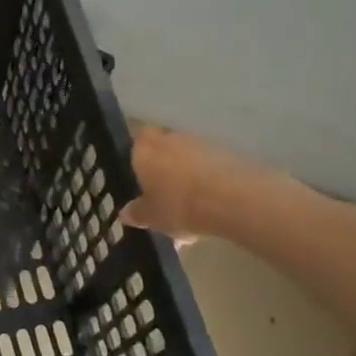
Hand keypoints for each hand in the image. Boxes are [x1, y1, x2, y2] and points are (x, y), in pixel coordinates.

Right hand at [122, 122, 291, 241]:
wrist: (230, 199)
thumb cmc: (177, 205)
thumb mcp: (151, 217)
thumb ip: (137, 213)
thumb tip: (125, 213)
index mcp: (144, 150)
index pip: (136, 144)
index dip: (139, 159)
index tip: (142, 178)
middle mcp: (170, 139)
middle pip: (164, 149)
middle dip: (164, 169)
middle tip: (165, 196)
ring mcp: (200, 143)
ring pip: (188, 158)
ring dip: (188, 176)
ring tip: (192, 207)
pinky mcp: (227, 152)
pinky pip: (210, 167)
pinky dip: (209, 181)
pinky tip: (212, 206)